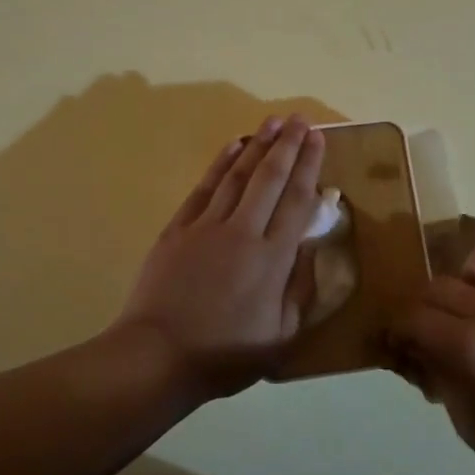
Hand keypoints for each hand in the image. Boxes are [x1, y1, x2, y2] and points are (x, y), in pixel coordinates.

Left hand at [116, 115, 325, 398]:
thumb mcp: (280, 335)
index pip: (297, 200)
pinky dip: (220, 163)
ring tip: (272, 121)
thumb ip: (300, 290)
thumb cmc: (225, 354)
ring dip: (257, 145)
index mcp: (273, 259)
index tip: (317, 139)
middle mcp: (243, 232)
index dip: (309, 166)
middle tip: (299, 118)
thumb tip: (311, 248)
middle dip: (288, 145)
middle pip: (270, 178)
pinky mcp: (178, 228)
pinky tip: (233, 146)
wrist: (157, 356)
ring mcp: (207, 226)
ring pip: (238, 175)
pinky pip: (204, 187)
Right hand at [386, 231, 474, 474]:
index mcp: (469, 348)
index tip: (397, 342)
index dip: (396, 328)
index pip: (412, 317)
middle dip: (423, 306)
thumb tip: (416, 352)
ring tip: (472, 300)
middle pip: (441, 286)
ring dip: (468, 277)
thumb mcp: (468, 424)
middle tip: (428, 329)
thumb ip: (438, 377)